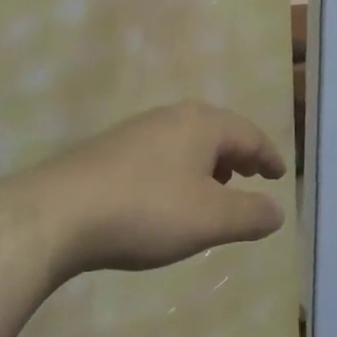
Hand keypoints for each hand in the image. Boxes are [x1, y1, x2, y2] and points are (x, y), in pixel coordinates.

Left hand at [23, 102, 287, 278]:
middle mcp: (173, 116)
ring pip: (188, 140)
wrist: (57, 213)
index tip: (280, 174)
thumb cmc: (146, 211)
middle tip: (252, 176)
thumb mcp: (210, 220)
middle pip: (218, 130)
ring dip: (208, 162)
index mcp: (202, 124)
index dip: (268, 155)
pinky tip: (170, 195)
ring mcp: (138, 129)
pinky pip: (162, 151)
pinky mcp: (111, 148)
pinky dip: (181, 167)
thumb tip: (278, 211)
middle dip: (238, 154)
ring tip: (215, 189)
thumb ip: (250, 215)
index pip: (249, 134)